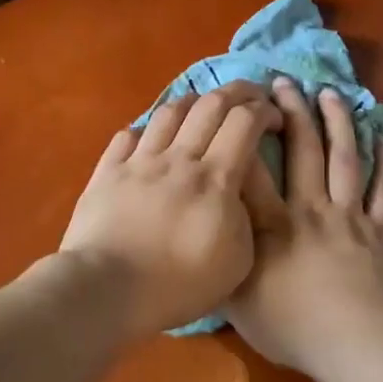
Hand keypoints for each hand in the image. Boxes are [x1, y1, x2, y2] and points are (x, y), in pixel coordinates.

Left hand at [57, 82, 282, 338]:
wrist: (107, 289)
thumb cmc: (178, 285)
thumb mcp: (237, 261)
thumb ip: (246, 216)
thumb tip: (238, 190)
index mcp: (215, 178)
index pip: (244, 122)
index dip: (265, 110)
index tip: (275, 118)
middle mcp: (178, 158)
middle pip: (210, 104)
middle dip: (237, 92)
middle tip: (250, 97)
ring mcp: (139, 161)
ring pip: (169, 111)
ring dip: (193, 103)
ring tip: (202, 110)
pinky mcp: (107, 172)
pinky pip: (129, 135)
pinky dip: (147, 130)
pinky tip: (153, 139)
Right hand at [228, 78, 382, 373]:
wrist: (362, 345)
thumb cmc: (295, 329)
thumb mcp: (240, 307)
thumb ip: (223, 269)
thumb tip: (208, 244)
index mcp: (271, 225)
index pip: (251, 170)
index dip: (242, 135)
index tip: (235, 107)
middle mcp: (310, 209)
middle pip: (302, 150)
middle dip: (292, 112)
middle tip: (283, 83)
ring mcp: (350, 216)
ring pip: (344, 158)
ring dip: (337, 122)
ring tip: (329, 93)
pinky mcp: (382, 231)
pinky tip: (381, 138)